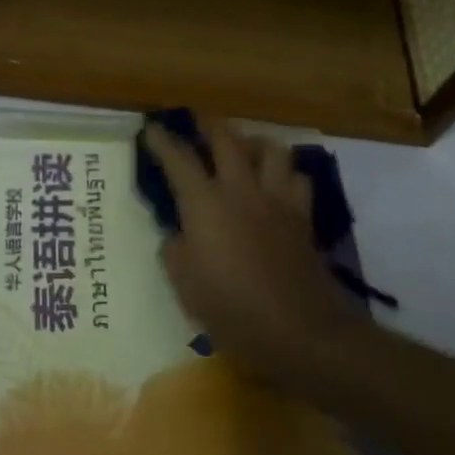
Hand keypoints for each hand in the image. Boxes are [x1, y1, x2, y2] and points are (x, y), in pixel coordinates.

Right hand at [144, 116, 373, 389]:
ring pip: (270, 149)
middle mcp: (240, 190)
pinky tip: (277, 185)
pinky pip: (296, 179)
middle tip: (199, 124)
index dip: (163, 141)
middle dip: (209, 125)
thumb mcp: (186, 287)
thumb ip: (175, 251)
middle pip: (227, 139)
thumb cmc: (233, 310)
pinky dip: (285, 174)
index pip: (179, 160)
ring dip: (253, 142)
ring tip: (244, 149)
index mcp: (205, 204)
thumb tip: (176, 234)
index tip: (152, 128)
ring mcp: (276, 199)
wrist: (300, 330)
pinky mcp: (302, 216)